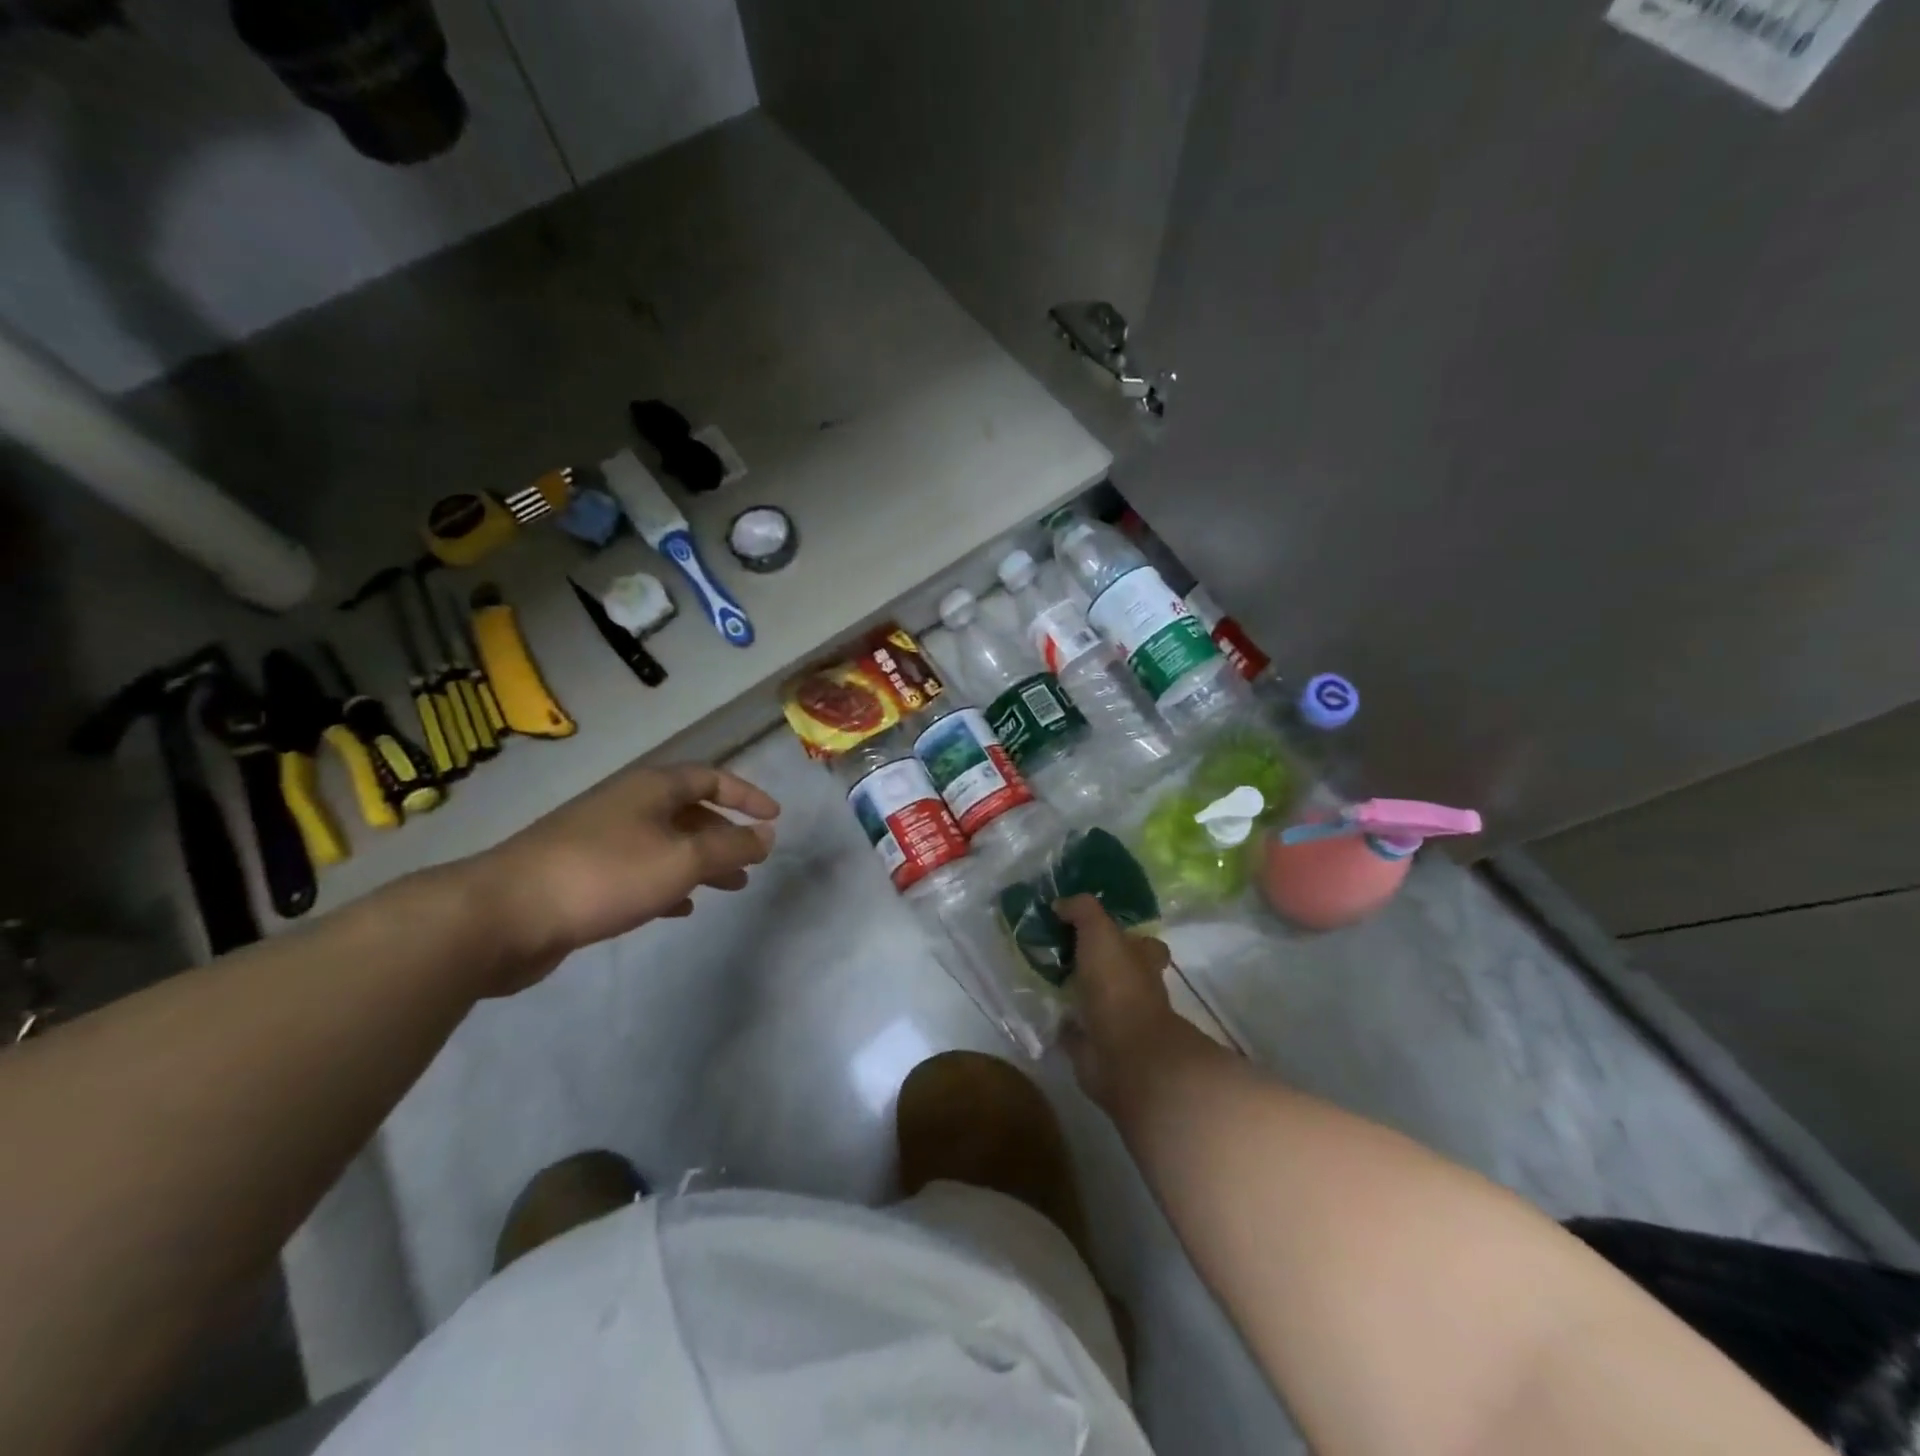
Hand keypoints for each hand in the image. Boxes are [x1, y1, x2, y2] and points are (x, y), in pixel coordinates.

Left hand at [469, 762, 778, 992]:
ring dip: (700, 862)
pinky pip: (639, 871)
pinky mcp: (581, 874)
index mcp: (651, 788)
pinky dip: (667, 883)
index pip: (711, 777)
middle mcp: (626, 805)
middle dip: (725, 835)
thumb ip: (730, 848)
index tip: (773, 818)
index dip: (746, 794)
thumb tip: (766, 835)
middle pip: (688, 811)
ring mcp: (599, 838)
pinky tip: (680, 908)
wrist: (503, 915)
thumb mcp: (681, 859)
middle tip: (751, 862)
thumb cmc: (605, 875)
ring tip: (728, 888)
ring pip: (665, 843)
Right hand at [1055, 895, 1186, 1113]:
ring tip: (1045, 977)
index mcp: (1143, 962)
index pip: (1144, 944)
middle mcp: (1136, 992)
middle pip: (1119, 973)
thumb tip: (1061, 903)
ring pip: (1098, 1001)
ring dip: (1078, 994)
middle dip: (1097, 966)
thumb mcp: (1101, 933)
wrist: (1123, 1053)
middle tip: (1062, 952)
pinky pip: (1077, 1031)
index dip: (1128, 937)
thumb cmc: (1118, 986)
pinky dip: (1064, 1025)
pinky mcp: (1097, 1048)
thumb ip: (1083, 911)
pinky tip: (1044, 1012)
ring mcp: (1118, 1023)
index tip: (1100, 930)